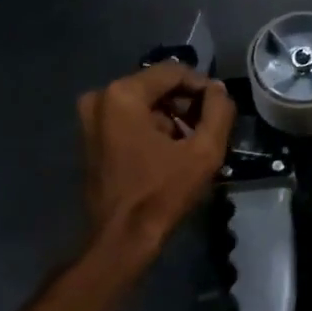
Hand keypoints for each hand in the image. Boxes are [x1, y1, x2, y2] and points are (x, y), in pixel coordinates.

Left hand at [78, 62, 235, 258]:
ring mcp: (90, 118)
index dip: (202, 86)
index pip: (173, 71)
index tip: (221, 109)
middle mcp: (100, 97)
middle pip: (156, 86)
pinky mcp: (90, 138)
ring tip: (193, 144)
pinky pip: (129, 120)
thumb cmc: (161, 194)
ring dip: (170, 118)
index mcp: (122, 94)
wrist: (121, 239)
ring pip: (143, 104)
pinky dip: (151, 129)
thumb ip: (218, 112)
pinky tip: (171, 153)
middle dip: (185, 104)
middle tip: (208, 129)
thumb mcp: (203, 152)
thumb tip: (218, 90)